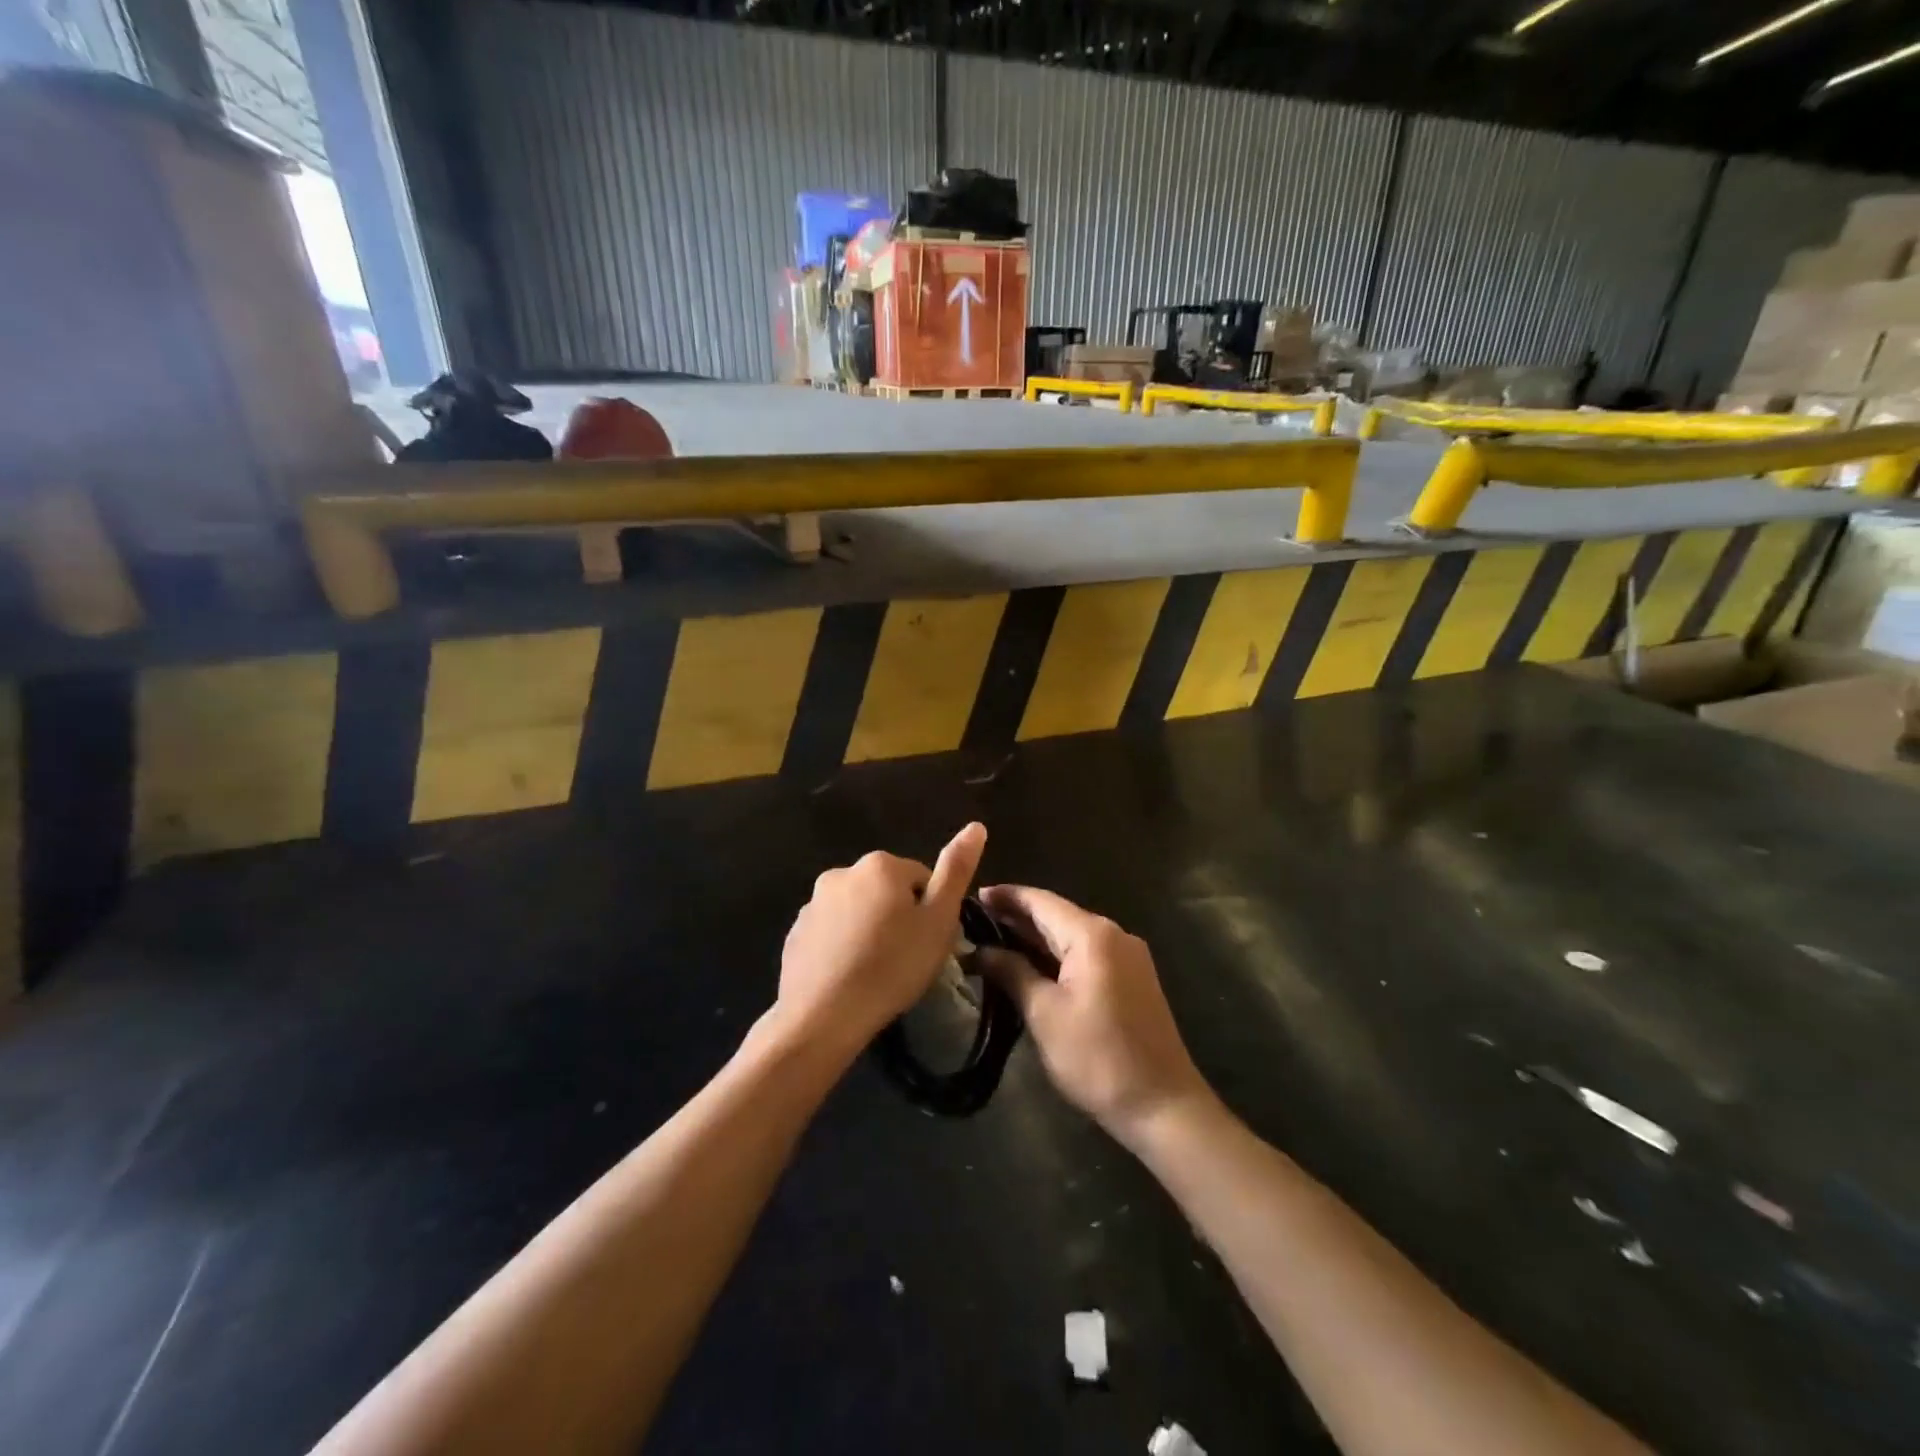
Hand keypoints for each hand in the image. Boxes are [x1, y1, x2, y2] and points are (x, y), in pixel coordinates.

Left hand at [774, 823, 986, 1055]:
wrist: (823, 1016)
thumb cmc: (892, 967)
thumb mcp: (939, 921)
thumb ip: (957, 871)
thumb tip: (976, 826)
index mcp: (881, 865)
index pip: (922, 879)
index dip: (932, 912)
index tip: (929, 943)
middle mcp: (843, 872)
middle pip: (887, 891)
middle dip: (899, 917)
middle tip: (907, 959)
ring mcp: (813, 902)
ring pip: (857, 911)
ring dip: (869, 930)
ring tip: (877, 972)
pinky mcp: (795, 932)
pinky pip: (831, 933)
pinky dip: (842, 946)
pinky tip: (849, 977)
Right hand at [977, 885, 1211, 1143]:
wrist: (1163, 1106)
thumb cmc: (1098, 1058)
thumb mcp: (1045, 1014)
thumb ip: (1012, 972)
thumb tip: (981, 950)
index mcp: (1093, 935)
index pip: (1041, 901)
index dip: (1006, 896)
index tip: (973, 896)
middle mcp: (1114, 935)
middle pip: (1057, 915)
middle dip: (1017, 917)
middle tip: (974, 921)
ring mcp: (1127, 957)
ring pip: (1071, 936)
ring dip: (1035, 938)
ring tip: (994, 941)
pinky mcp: (1132, 979)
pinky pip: (1086, 954)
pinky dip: (1056, 955)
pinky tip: (1030, 965)